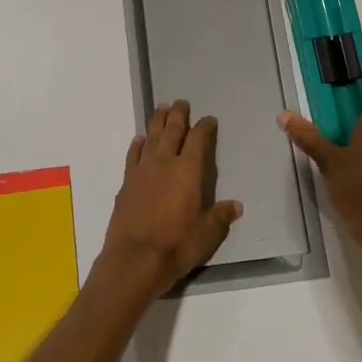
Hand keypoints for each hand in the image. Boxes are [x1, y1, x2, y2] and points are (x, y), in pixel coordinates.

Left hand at [99, 100, 243, 298]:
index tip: (209, 119)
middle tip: (181, 102)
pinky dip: (137, 145)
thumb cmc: (177, 245)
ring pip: (151, 138)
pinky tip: (139, 140)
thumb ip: (221, 216)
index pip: (199, 140)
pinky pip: (133, 156)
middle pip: (172, 131)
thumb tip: (236, 205)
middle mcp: (164, 163)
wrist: (134, 259)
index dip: (205, 127)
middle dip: (178, 115)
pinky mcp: (126, 184)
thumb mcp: (208, 233)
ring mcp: (142, 171)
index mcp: (188, 171)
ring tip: (161, 109)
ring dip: (157, 122)